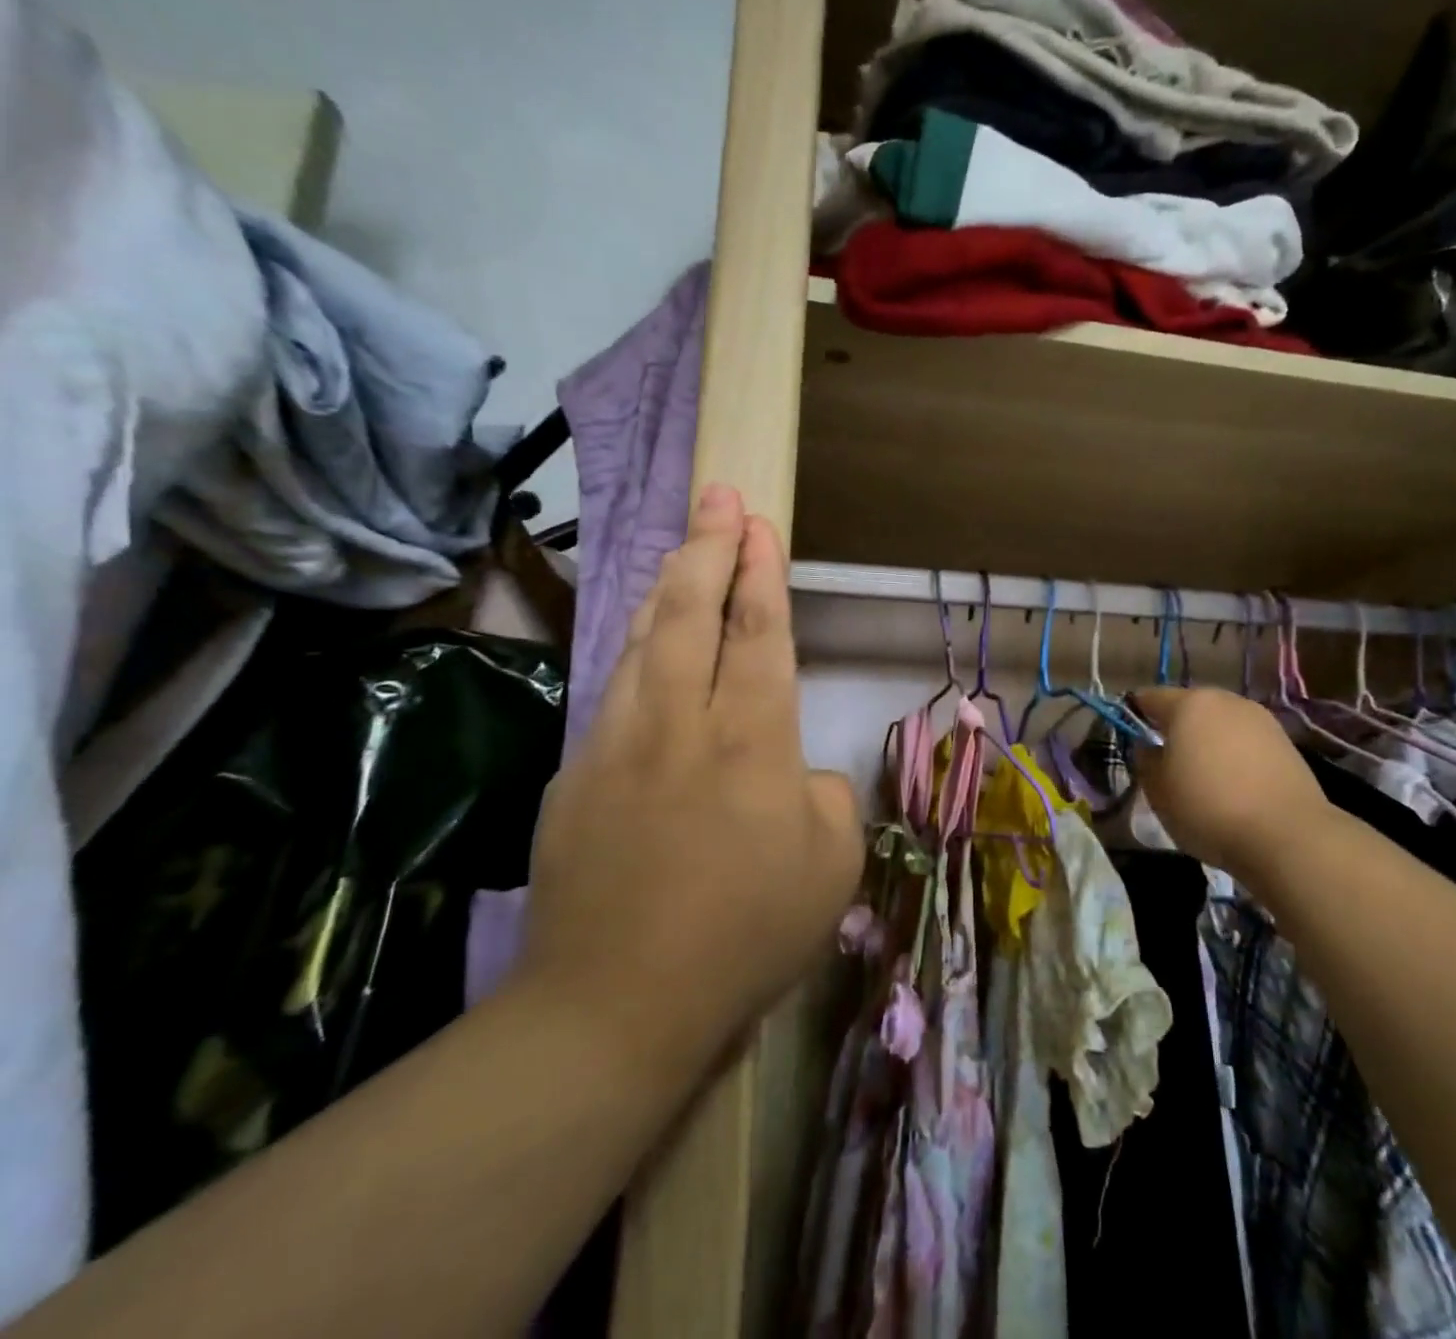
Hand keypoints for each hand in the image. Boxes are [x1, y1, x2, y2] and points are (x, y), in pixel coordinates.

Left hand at [515, 485, 862, 1071]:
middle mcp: (681, 724)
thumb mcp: (831, 864)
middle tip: (718, 497)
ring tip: (682, 553)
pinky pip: (614, 692)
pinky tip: (646, 646)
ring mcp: (618, 744)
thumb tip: (790, 771)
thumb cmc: (746, 936)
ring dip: (665, 588)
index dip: (760, 570)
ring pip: (642, 640)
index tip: (757, 522)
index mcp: (753, 741)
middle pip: (690, 611)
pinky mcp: (576, 776)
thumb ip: (822, 795)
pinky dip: (635, 651)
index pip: (758, 631)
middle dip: (708, 546)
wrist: (617, 1007)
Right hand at [1128, 686, 1336, 887]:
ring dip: (1207, 741)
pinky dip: (1234, 754)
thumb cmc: (1208, 808)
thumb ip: (1146, 761)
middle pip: (1189, 706)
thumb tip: (1148, 747)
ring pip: (1220, 723)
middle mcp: (1225, 700)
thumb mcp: (1158, 791)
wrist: (1287, 836)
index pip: (1150, 697)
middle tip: (1166, 760)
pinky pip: (1245, 741)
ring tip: (1202, 775)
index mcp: (1189, 704)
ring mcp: (1259, 719)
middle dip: (1175, 727)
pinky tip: (1233, 784)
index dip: (1135, 714)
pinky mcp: (1285, 742)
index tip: (1130, 737)